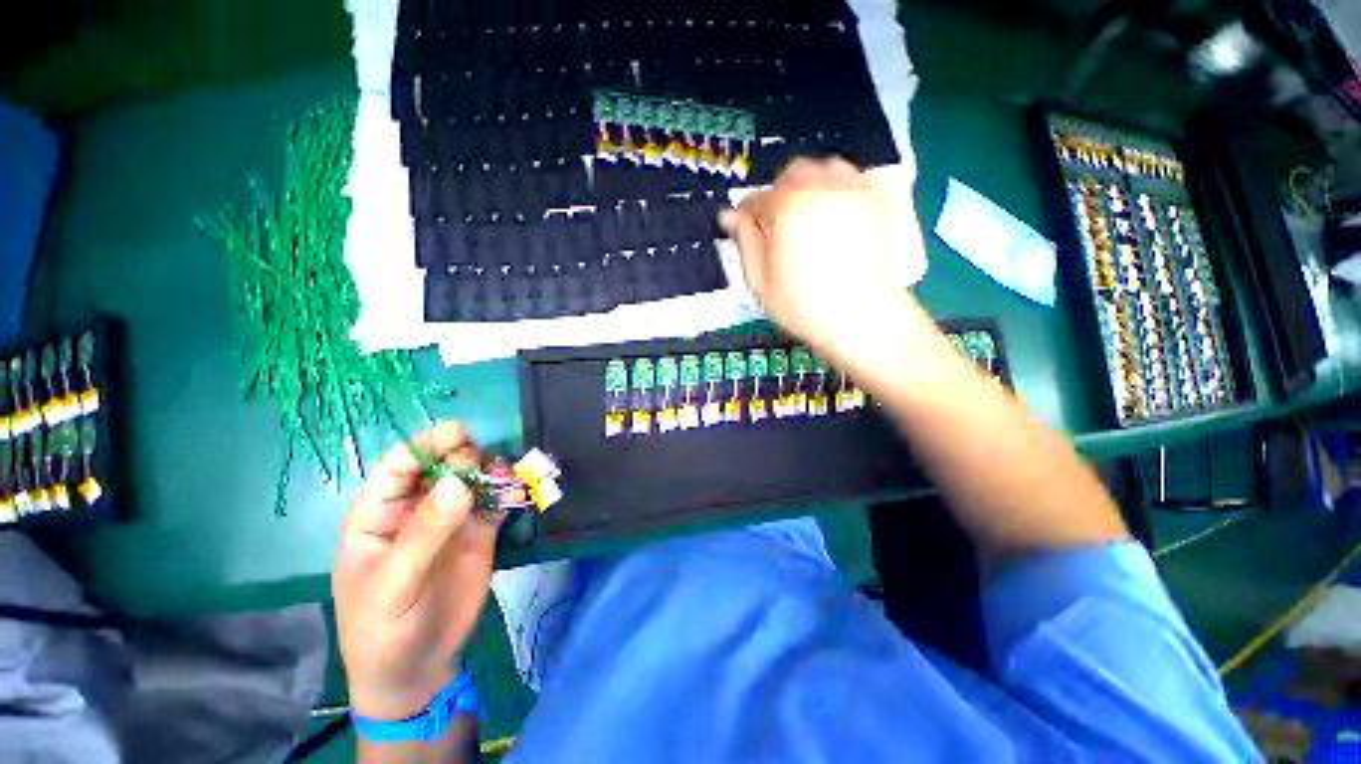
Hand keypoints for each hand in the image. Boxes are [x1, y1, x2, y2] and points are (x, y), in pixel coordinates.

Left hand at [333, 422, 508, 720]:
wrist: (417, 668)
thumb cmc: (383, 628)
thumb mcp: (394, 585)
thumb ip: (425, 532)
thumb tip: (460, 482)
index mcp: (379, 513)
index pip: (399, 464)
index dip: (426, 444)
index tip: (459, 434)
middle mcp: (417, 507)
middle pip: (442, 464)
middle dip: (463, 455)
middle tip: (481, 465)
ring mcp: (452, 518)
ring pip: (473, 479)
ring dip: (491, 471)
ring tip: (505, 477)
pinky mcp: (480, 531)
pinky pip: (495, 501)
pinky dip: (507, 491)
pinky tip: (516, 492)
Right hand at [719, 158, 935, 372]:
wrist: (862, 318)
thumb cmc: (803, 305)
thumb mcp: (760, 280)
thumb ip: (745, 242)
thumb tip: (729, 216)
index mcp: (787, 207)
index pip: (757, 199)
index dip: (747, 215)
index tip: (747, 230)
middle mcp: (820, 187)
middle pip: (792, 174)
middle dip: (779, 193)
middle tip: (778, 224)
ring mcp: (854, 191)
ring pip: (825, 168)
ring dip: (810, 184)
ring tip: (808, 215)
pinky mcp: (878, 201)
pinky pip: (854, 177)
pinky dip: (839, 187)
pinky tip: (836, 213)